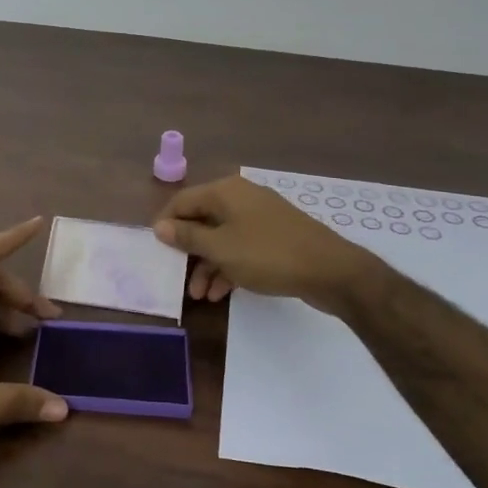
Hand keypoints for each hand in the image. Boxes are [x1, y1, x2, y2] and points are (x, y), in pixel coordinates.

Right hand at [154, 176, 369, 313]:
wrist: (330, 270)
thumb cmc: (268, 254)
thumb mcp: (221, 248)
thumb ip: (188, 236)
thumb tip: (160, 226)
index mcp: (225, 192)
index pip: (183, 201)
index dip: (166, 224)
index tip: (156, 251)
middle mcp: (241, 198)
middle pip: (202, 220)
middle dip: (188, 251)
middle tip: (179, 278)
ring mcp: (260, 218)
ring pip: (222, 238)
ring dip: (207, 265)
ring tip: (201, 295)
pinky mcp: (274, 238)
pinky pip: (241, 248)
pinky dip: (229, 267)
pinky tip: (222, 293)